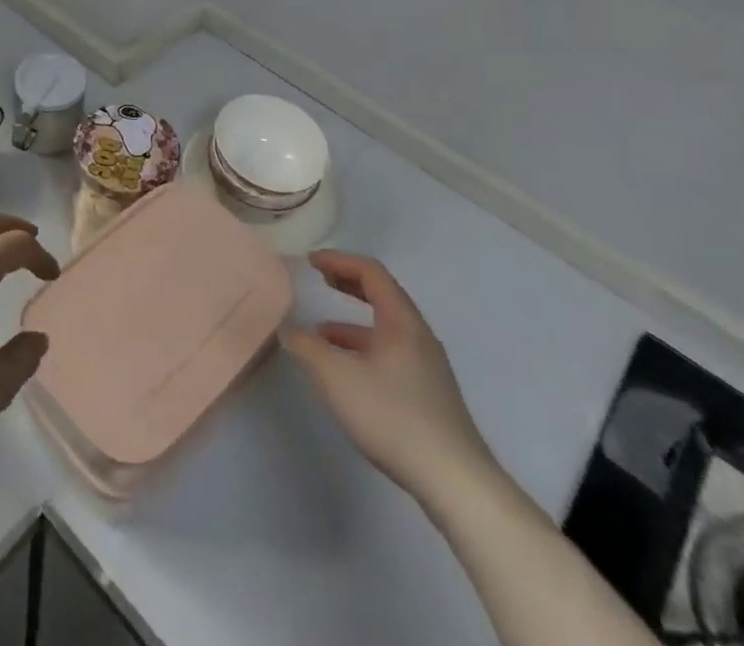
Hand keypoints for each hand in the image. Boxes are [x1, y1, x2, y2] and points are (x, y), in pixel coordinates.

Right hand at [284, 251, 495, 502]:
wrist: (455, 483)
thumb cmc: (393, 417)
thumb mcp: (336, 378)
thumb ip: (306, 348)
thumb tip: (287, 328)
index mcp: (401, 321)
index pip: (370, 272)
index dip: (338, 260)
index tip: (311, 261)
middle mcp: (418, 335)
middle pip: (382, 295)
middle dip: (348, 284)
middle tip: (321, 280)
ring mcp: (428, 366)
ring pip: (386, 328)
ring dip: (353, 321)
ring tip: (320, 333)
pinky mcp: (430, 394)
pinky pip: (392, 352)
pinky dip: (364, 347)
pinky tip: (347, 373)